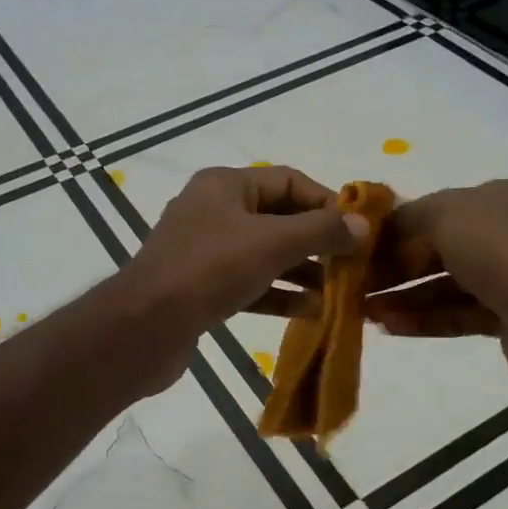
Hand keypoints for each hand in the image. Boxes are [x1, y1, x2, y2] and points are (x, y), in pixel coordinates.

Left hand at [119, 166, 369, 372]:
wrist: (144, 327)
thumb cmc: (210, 269)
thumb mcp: (272, 243)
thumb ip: (320, 231)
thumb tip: (362, 225)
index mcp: (224, 185)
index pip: (289, 181)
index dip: (327, 202)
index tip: (359, 230)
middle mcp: (213, 211)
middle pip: (278, 218)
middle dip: (317, 241)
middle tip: (354, 265)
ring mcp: (204, 252)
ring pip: (265, 254)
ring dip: (302, 271)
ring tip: (339, 292)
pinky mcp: (201, 288)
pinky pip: (249, 283)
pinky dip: (278, 294)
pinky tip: (311, 312)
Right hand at [364, 179, 507, 388]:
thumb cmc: (498, 251)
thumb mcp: (445, 214)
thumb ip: (408, 216)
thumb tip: (383, 228)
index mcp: (493, 200)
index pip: (433, 210)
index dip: (393, 228)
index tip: (357, 247)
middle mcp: (502, 234)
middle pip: (435, 249)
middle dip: (393, 267)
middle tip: (355, 284)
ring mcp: (506, 278)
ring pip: (442, 285)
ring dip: (403, 297)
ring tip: (364, 311)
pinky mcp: (505, 317)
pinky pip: (455, 314)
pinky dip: (423, 319)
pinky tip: (390, 327)